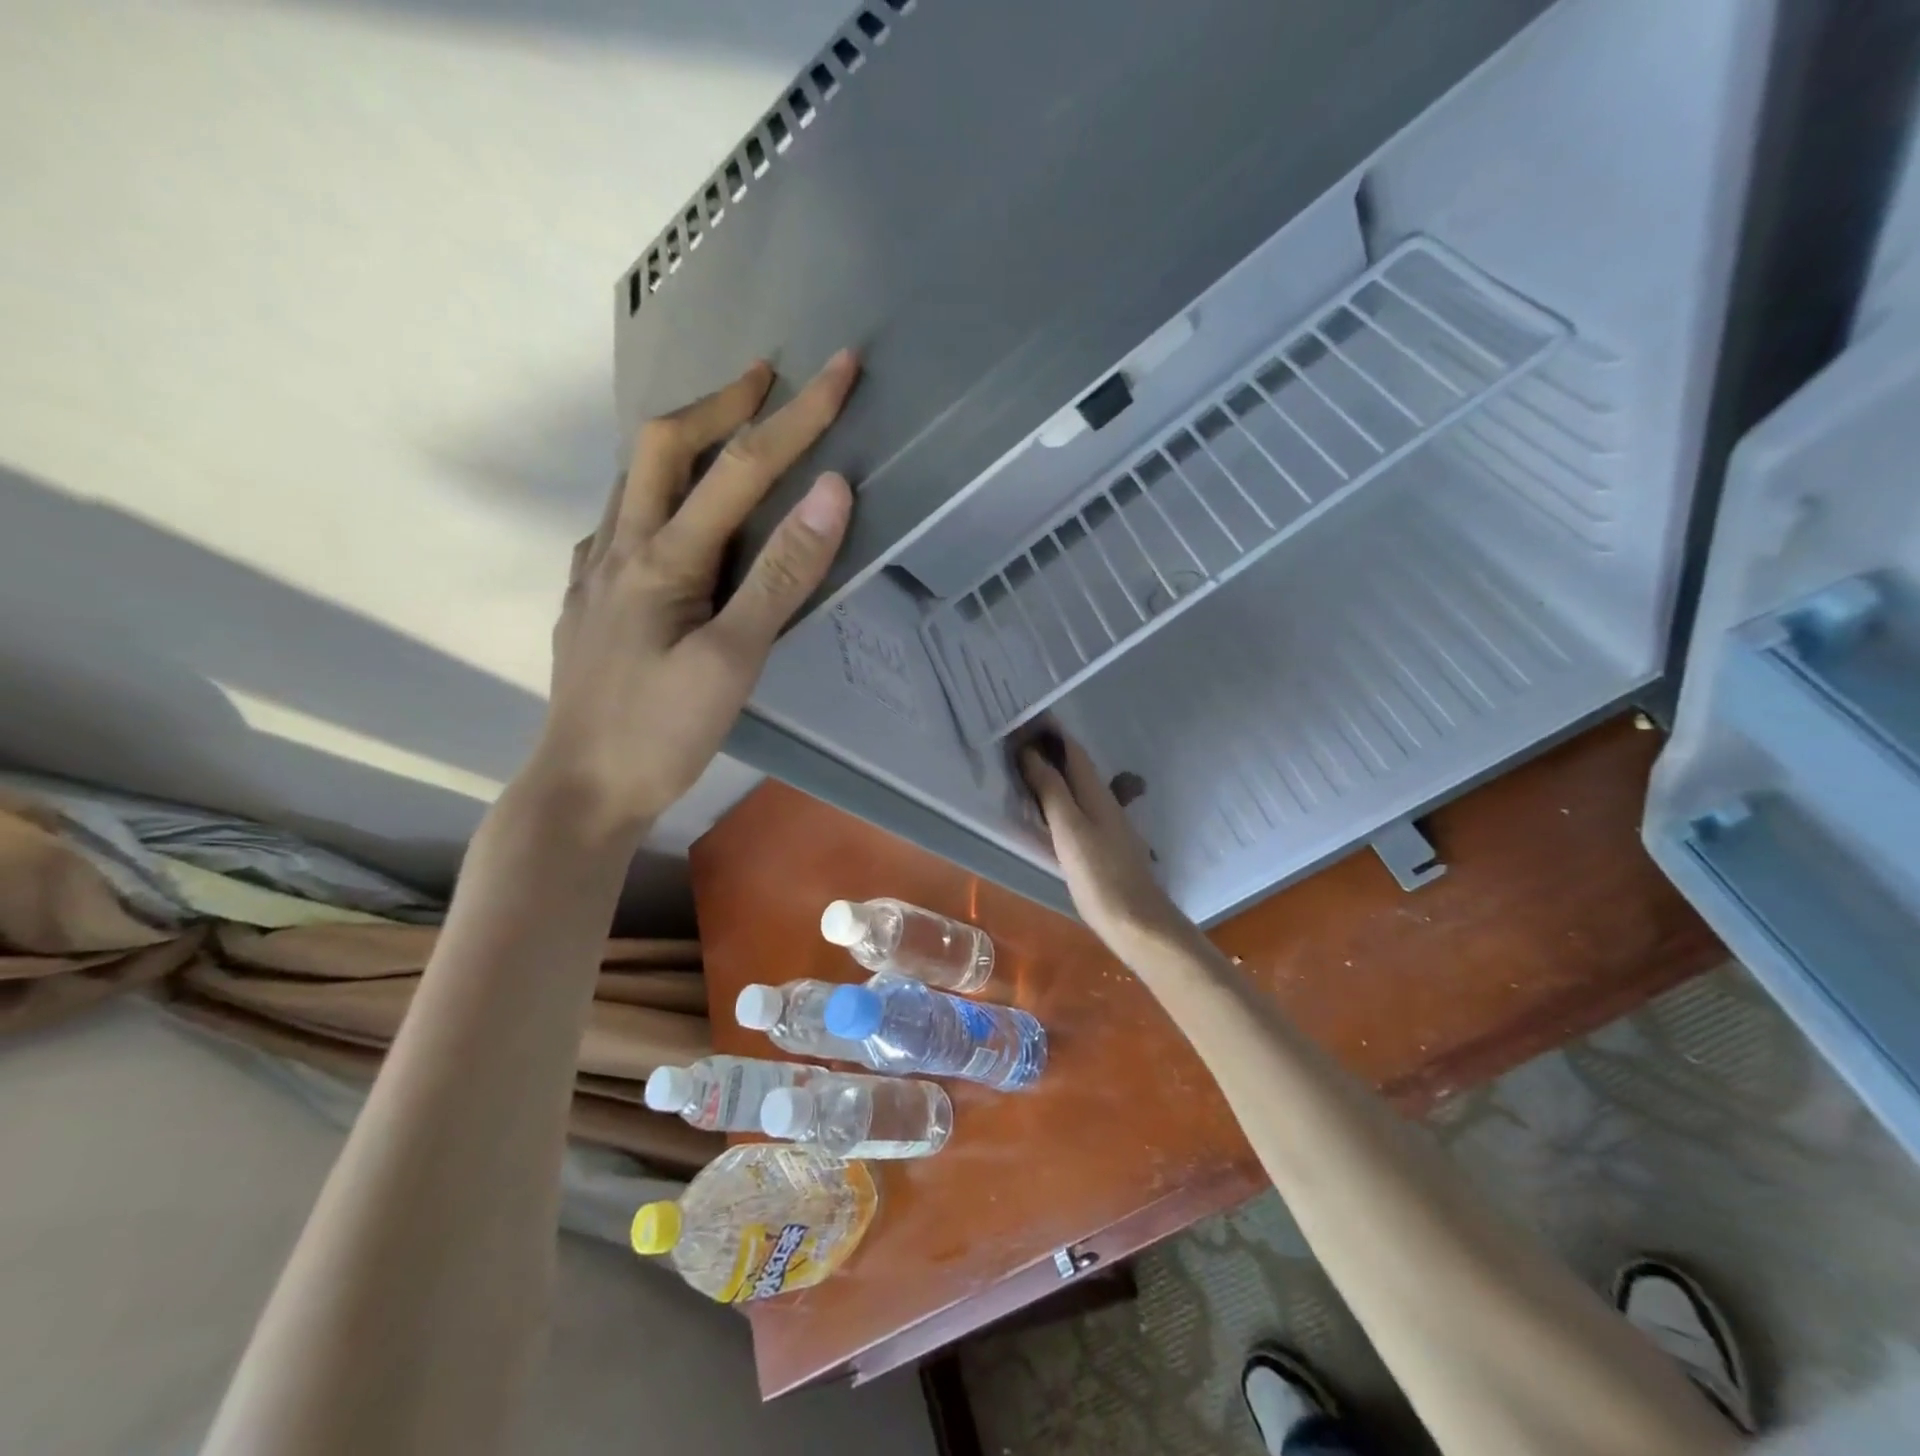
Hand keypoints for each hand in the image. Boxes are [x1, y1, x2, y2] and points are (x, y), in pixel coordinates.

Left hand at [532, 351, 858, 838]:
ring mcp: (595, 571)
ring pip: (633, 478)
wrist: (582, 788)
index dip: (796, 416)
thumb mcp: (733, 662)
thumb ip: (779, 577)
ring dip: (683, 442)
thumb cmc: (661, 732)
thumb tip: (829, 494)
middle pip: (661, 444)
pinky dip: (656, 492)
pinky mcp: (589, 598)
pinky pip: (621, 519)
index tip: (841, 368)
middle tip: (767, 380)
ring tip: (726, 434)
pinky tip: (674, 518)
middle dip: (720, 402)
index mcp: (661, 558)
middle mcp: (620, 546)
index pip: (739, 468)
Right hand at [1019, 731, 1197, 957]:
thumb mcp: (1069, 830)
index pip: (1072, 751)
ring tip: (1027, 764)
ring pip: (1077, 786)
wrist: (1136, 920)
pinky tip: (1048, 807)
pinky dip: (1059, 796)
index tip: (1027, 716)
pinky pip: (1077, 807)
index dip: (1051, 732)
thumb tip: (1031, 753)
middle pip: (1075, 766)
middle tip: (1020, 736)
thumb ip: (1051, 791)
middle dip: (1051, 748)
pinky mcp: (1102, 844)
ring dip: (1054, 771)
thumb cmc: (1099, 875)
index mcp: (1095, 793)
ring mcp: (1106, 824)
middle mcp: (1103, 801)